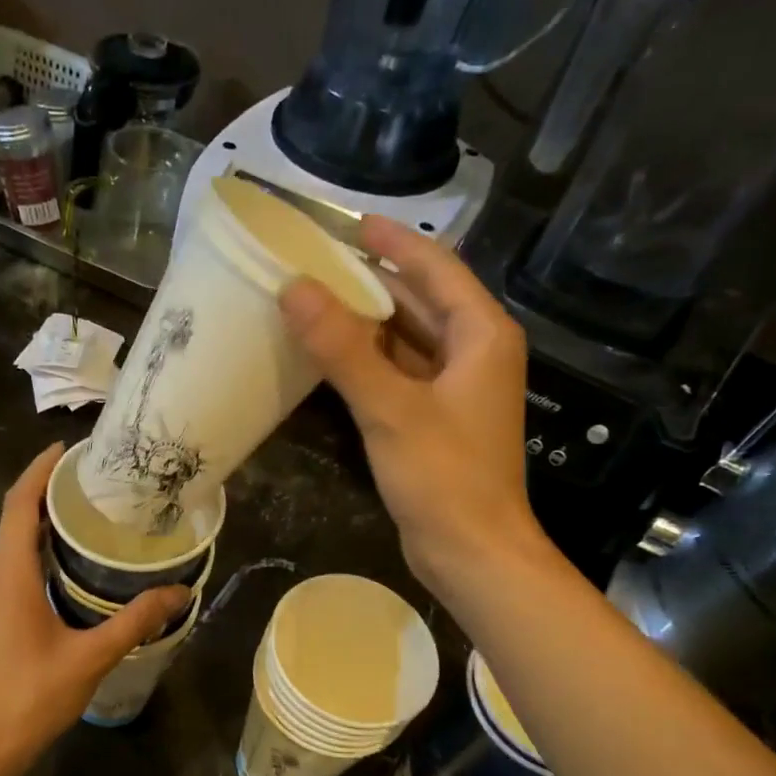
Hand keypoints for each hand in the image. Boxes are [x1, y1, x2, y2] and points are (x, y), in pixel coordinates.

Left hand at [0, 444, 189, 775]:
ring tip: (86, 515)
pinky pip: (8, 566)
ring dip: (40, 522)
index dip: (40, 470)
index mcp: (8, 572)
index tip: (69, 448)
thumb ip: (134, 621)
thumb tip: (179, 593)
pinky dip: (34, 551)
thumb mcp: (88, 657)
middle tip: (93, 482)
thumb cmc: (28, 696)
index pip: (19, 502)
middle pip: (13, 517)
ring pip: (9, 543)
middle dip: (47, 491)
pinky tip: (66, 566)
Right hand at [279, 214, 543, 593]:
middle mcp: (474, 353)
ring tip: (316, 302)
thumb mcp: (390, 408)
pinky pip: (400, 374)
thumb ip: (343, 349)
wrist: (472, 553)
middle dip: (373, 280)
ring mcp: (456, 390)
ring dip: (367, 323)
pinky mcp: (436, 421)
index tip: (348, 222)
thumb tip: (295, 289)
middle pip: (421, 301)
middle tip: (318, 262)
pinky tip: (331, 358)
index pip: (435, 268)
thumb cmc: (444, 477)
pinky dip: (369, 362)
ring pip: (408, 340)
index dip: (393, 242)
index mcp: (481, 335)